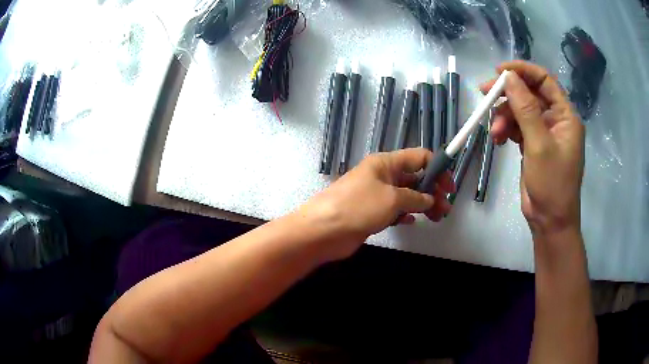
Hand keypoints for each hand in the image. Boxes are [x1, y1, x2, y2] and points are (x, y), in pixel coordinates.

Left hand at [296, 148, 453, 261]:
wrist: (322, 231)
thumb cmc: (358, 207)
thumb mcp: (392, 198)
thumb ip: (416, 198)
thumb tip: (430, 199)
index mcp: (386, 163)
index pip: (418, 157)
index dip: (437, 168)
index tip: (449, 186)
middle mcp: (382, 176)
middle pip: (414, 178)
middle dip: (432, 191)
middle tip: (445, 208)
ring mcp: (376, 195)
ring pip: (406, 196)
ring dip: (422, 204)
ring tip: (437, 217)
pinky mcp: (371, 213)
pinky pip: (394, 210)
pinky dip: (404, 214)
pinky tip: (411, 221)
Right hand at [480, 61, 584, 236]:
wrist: (549, 221)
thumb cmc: (552, 184)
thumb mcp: (539, 145)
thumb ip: (526, 109)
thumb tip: (510, 77)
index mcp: (565, 115)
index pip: (545, 80)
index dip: (523, 71)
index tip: (499, 71)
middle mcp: (556, 119)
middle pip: (529, 93)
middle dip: (507, 94)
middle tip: (484, 93)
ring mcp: (544, 132)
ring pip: (520, 110)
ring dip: (504, 116)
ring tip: (494, 132)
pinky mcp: (533, 143)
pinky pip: (517, 126)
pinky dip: (506, 129)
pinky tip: (497, 139)